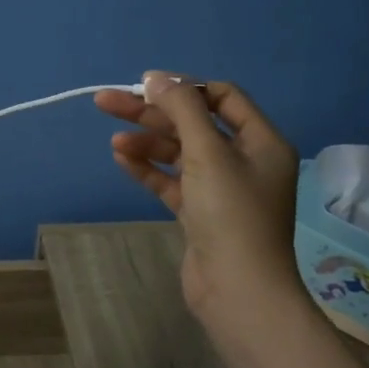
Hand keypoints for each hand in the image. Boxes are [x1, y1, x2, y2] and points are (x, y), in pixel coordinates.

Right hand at [95, 72, 305, 339]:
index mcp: (260, 141)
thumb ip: (182, 110)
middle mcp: (244, 161)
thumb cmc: (231, 214)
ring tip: (114, 141)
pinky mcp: (200, 214)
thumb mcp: (208, 152)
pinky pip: (172, 181)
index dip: (184, 88)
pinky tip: (122, 158)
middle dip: (153, 113)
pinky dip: (149, 169)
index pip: (222, 98)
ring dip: (147, 142)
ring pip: (179, 153)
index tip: (145, 85)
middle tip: (107, 102)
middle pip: (193, 124)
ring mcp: (221, 190)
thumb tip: (156, 77)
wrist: (238, 290)